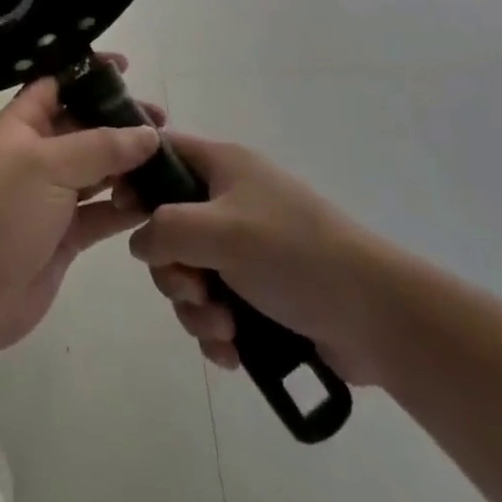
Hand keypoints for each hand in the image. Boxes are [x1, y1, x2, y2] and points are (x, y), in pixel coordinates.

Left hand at [0, 60, 165, 358]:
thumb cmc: (2, 213)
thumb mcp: (47, 166)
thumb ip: (101, 146)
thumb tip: (148, 133)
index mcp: (22, 124)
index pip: (56, 83)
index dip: (87, 72)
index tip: (126, 67)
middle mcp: (38, 153)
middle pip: (85, 124)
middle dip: (120, 120)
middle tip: (162, 122)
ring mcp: (53, 194)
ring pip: (99, 167)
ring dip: (130, 163)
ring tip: (170, 159)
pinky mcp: (68, 232)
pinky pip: (104, 209)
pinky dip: (128, 204)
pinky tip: (158, 200)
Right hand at [123, 132, 399, 384]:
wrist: (377, 316)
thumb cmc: (293, 254)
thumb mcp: (219, 230)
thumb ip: (165, 229)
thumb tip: (141, 243)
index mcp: (223, 166)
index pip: (162, 151)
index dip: (136, 176)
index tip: (124, 214)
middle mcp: (230, 201)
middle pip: (169, 225)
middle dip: (172, 267)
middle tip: (194, 287)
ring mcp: (246, 248)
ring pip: (189, 272)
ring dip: (195, 306)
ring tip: (224, 328)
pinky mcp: (260, 292)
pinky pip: (215, 306)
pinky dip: (217, 329)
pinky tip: (233, 349)